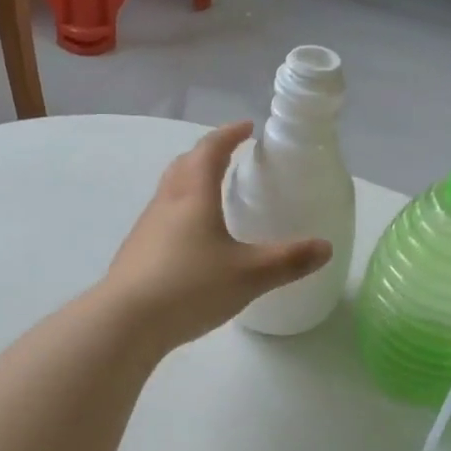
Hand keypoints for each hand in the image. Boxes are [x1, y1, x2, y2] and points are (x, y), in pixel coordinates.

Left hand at [101, 122, 332, 350]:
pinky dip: (181, 211)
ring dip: (190, 181)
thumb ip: (289, 260)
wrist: (124, 322)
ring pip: (170, 190)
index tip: (246, 127)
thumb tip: (325, 247)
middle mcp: (167, 202)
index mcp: (194, 195)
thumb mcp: (249, 275)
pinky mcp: (136, 252)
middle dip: (207, 153)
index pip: (210, 150)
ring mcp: (147, 227)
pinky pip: (162, 217)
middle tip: (229, 156)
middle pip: (184, 164)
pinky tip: (192, 240)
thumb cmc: (190, 286)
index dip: (229, 134)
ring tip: (213, 195)